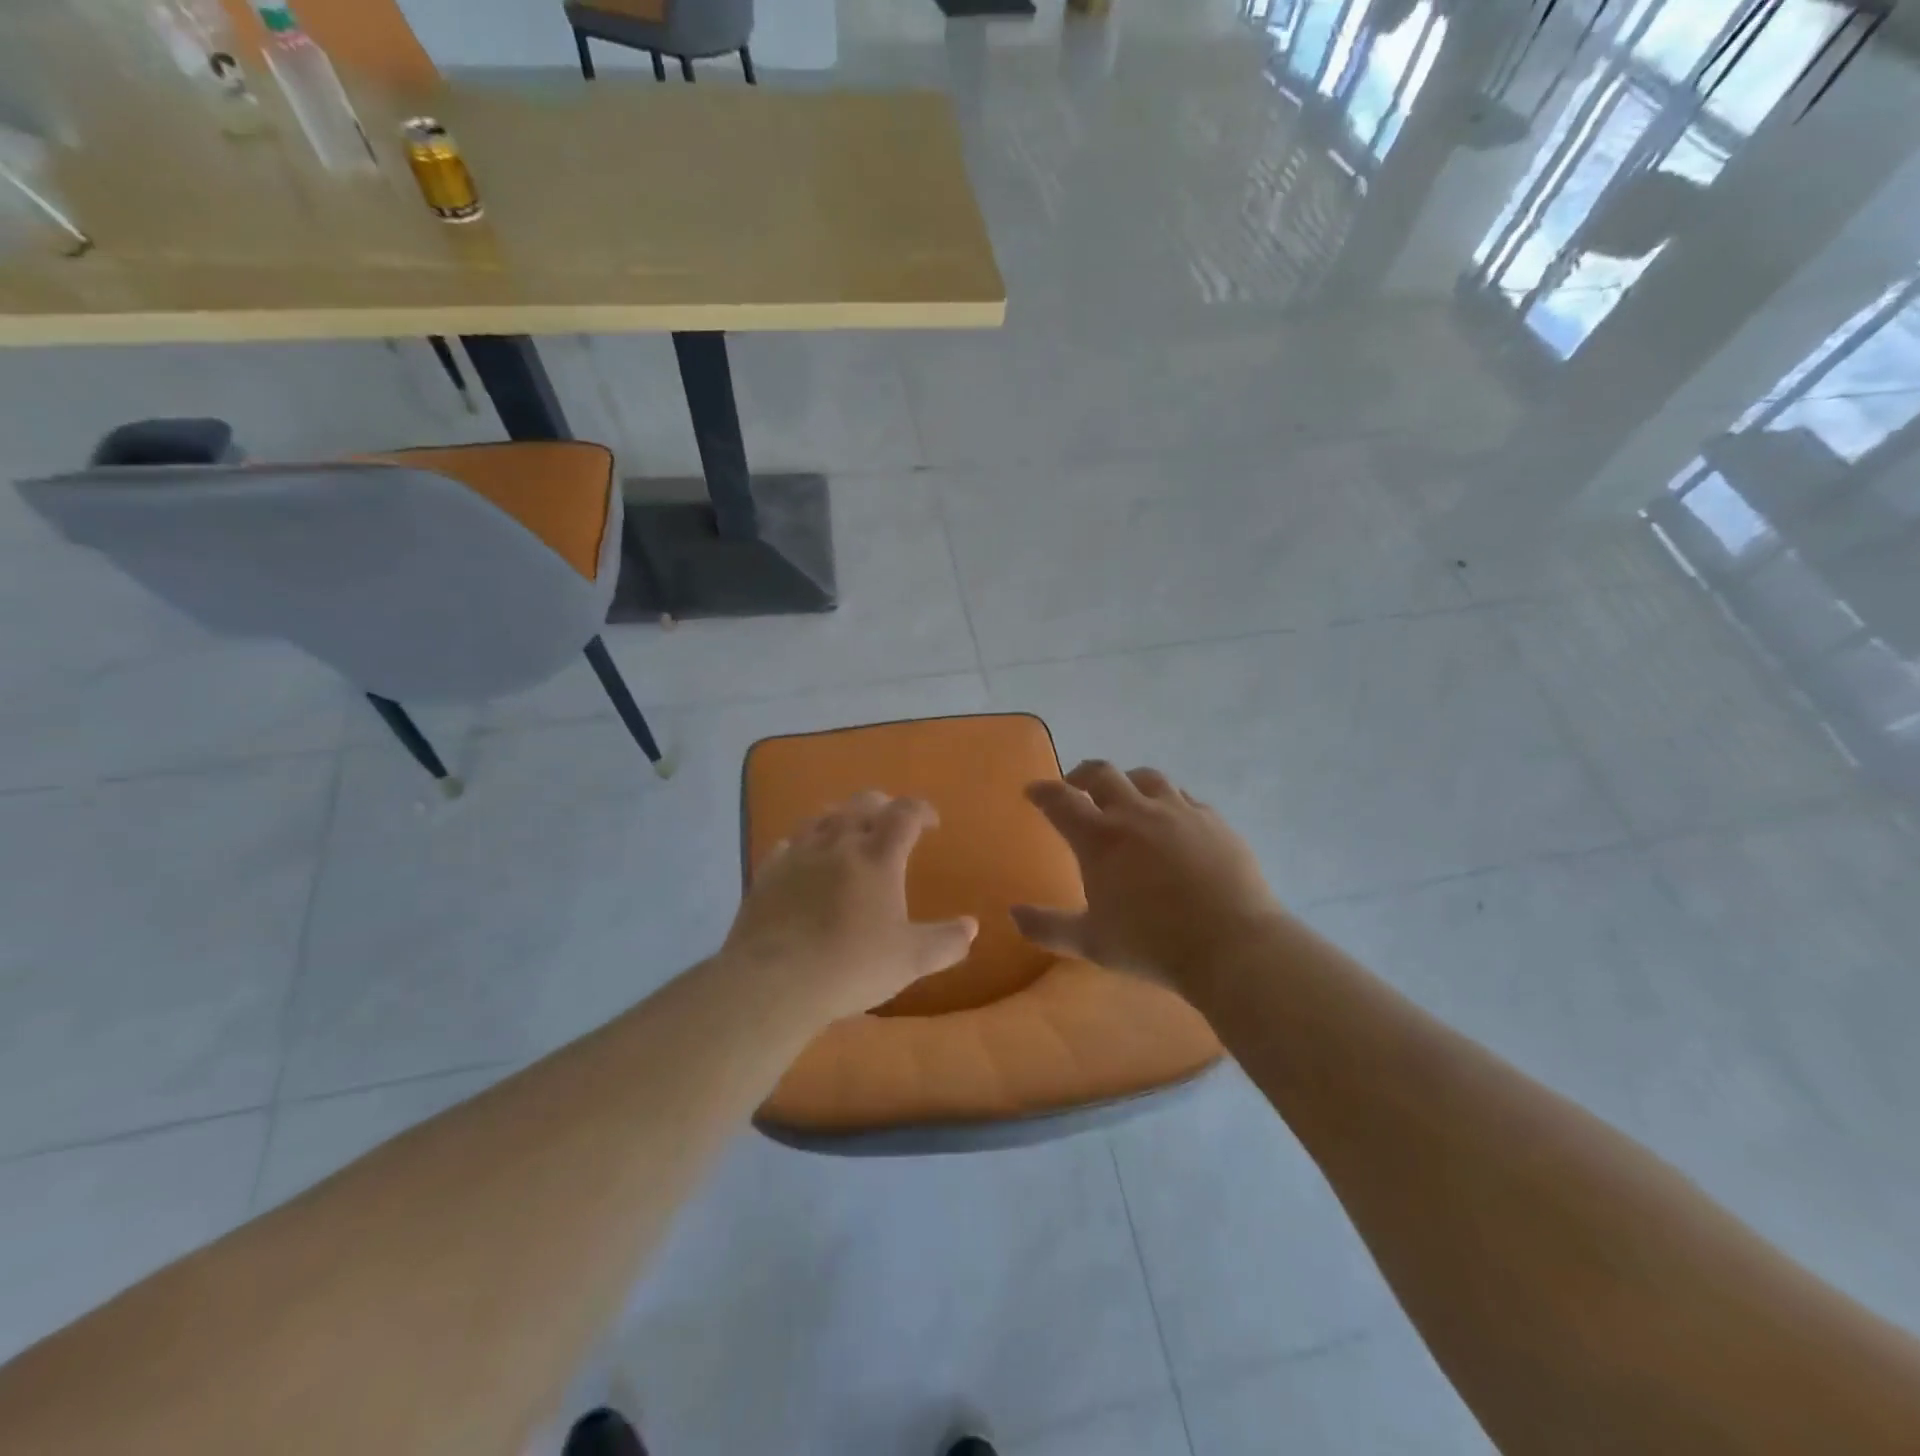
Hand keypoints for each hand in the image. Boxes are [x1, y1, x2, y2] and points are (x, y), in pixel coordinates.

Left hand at [724, 790, 978, 1023]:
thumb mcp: (911, 960)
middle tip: (892, 824)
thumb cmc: (851, 966)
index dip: (922, 810)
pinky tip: (806, 860)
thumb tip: (971, 927)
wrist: (774, 981)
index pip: (905, 813)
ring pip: (823, 816)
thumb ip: (946, 942)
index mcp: (878, 856)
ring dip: (842, 817)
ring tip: (849, 834)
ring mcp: (799, 854)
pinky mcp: (768, 872)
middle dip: (883, 806)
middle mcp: (838, 842)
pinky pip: (789, 844)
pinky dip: (805, 844)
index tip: (931, 823)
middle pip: (863, 803)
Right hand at [1013, 760, 1285, 994]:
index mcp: (1100, 838)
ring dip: (1128, 782)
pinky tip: (1173, 819)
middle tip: (1076, 786)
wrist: (1231, 945)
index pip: (1060, 800)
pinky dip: (1168, 801)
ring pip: (1147, 777)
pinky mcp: (1213, 821)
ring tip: (1126, 796)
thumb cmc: (1152, 945)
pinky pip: (1185, 798)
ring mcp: (1179, 812)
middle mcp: (1136, 813)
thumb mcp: (1091, 943)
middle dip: (1082, 775)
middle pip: (1102, 774)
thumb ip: (1048, 928)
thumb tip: (1014, 915)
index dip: (1043, 792)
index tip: (1034, 790)